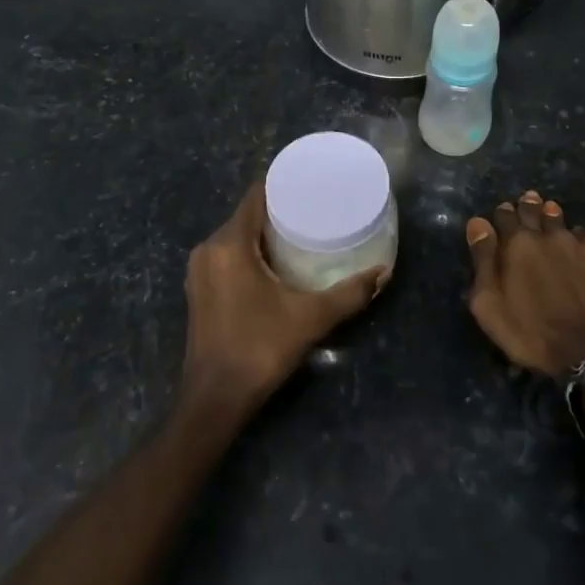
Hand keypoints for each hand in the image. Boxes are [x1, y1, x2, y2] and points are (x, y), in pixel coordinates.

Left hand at [183, 183, 384, 409]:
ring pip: (236, 236)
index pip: (256, 195)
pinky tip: (277, 264)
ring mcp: (199, 271)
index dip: (283, 185)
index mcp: (229, 244)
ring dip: (265, 233)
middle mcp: (208, 249)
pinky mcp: (199, 289)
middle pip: (247, 215)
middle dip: (279, 211)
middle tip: (317, 210)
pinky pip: (228, 255)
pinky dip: (250, 252)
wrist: (215, 399)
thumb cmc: (259, 349)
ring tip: (302, 234)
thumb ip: (350, 294)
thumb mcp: (310, 319)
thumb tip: (384, 273)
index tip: (312, 185)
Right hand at [465, 189, 584, 378]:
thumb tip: (478, 223)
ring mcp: (578, 242)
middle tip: (527, 202)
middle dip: (528, 205)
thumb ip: (483, 261)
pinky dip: (582, 235)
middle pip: (534, 210)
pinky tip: (581, 241)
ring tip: (550, 213)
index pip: (505, 215)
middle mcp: (547, 234)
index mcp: (516, 244)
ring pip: (561, 218)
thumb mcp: (489, 304)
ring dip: (553, 215)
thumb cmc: (529, 332)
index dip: (502, 214)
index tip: (502, 214)